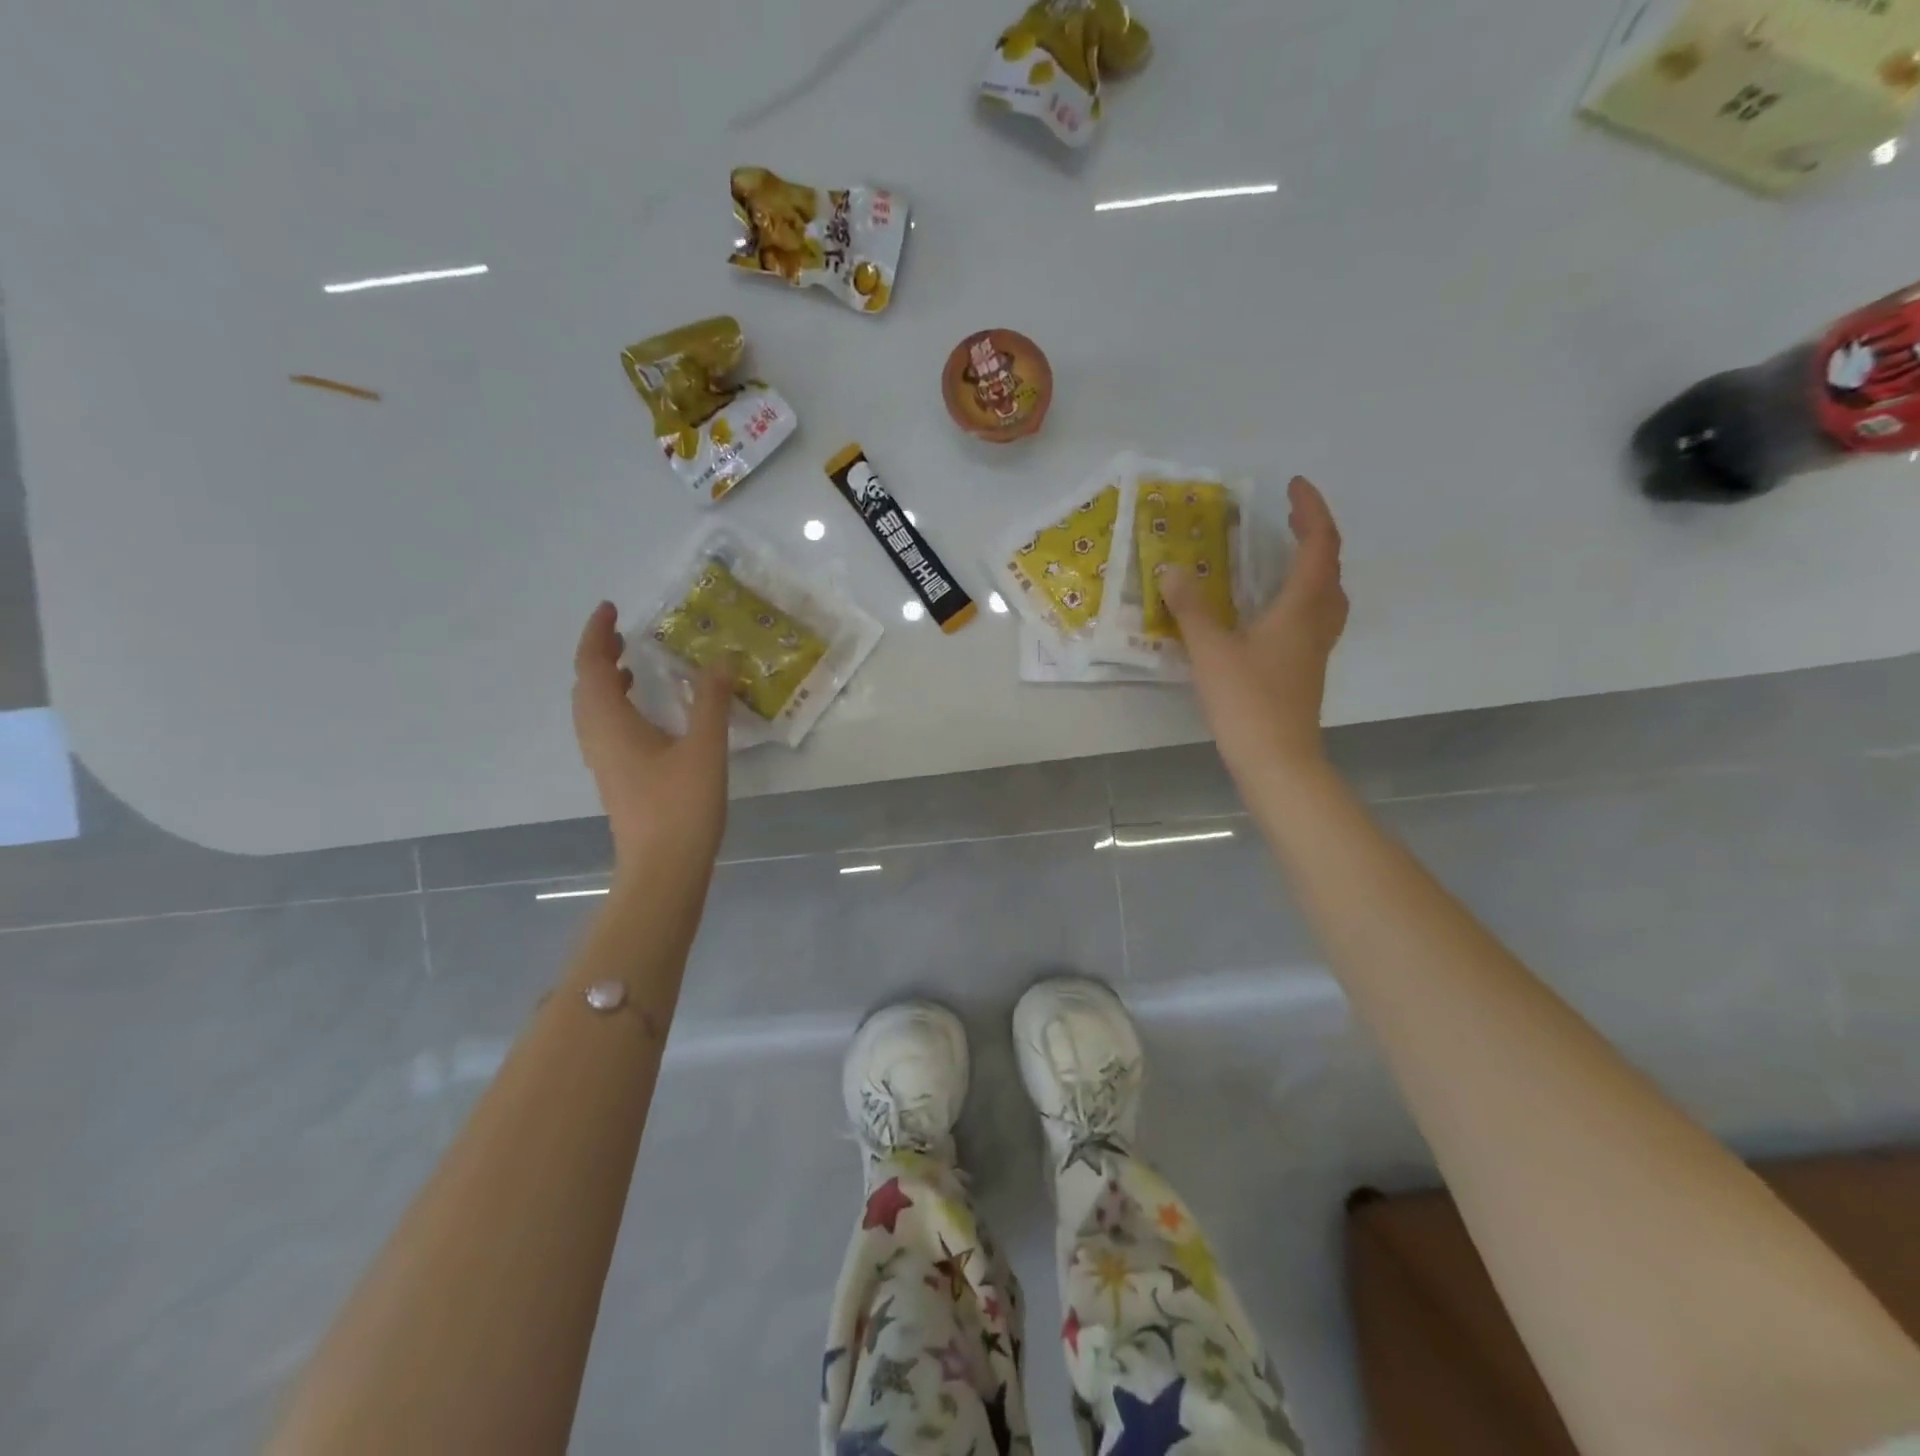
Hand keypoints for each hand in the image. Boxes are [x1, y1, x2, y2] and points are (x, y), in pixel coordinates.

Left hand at [571, 602, 732, 879]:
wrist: (663, 869)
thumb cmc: (681, 806)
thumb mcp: (705, 748)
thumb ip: (713, 701)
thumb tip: (722, 659)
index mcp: (611, 724)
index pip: (590, 667)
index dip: (595, 634)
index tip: (610, 609)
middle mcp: (598, 739)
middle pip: (584, 687)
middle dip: (599, 655)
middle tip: (623, 635)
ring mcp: (605, 762)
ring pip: (592, 710)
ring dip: (605, 682)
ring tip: (632, 666)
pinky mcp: (617, 779)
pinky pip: (605, 729)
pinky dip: (616, 707)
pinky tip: (646, 715)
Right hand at [1164, 475, 1348, 773]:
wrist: (1277, 760)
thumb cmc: (1247, 701)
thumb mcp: (1211, 650)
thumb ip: (1191, 608)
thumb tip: (1171, 570)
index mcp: (1301, 607)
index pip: (1318, 545)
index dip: (1310, 510)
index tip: (1293, 486)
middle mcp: (1317, 622)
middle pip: (1331, 567)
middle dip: (1314, 534)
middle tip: (1288, 517)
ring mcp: (1316, 649)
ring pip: (1329, 595)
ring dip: (1315, 567)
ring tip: (1286, 558)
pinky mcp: (1306, 670)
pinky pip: (1315, 617)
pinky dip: (1302, 597)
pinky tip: (1274, 612)